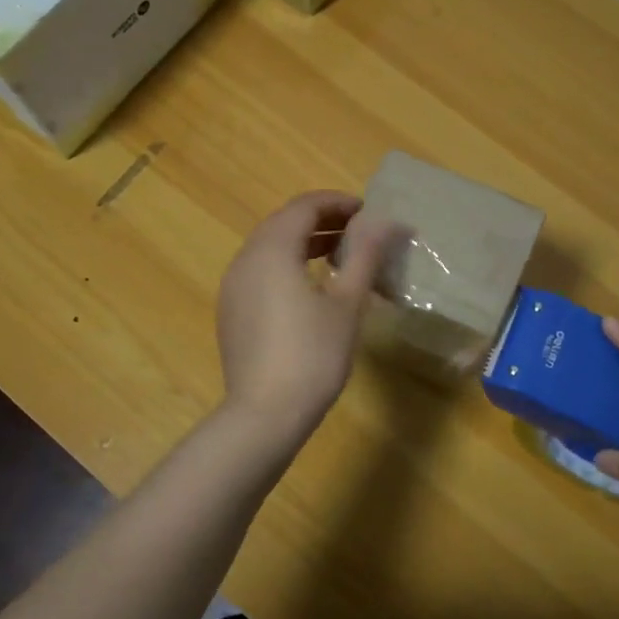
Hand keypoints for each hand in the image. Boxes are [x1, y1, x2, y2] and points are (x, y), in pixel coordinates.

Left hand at [216, 192, 406, 443]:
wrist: (265, 415)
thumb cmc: (313, 356)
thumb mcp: (347, 304)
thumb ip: (365, 256)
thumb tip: (386, 222)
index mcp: (271, 250)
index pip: (304, 207)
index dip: (337, 202)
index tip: (367, 211)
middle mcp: (245, 259)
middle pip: (283, 223)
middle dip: (321, 220)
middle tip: (357, 231)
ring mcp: (233, 286)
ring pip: (269, 247)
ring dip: (303, 242)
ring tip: (339, 254)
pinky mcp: (231, 311)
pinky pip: (260, 271)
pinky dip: (286, 264)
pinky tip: (309, 286)